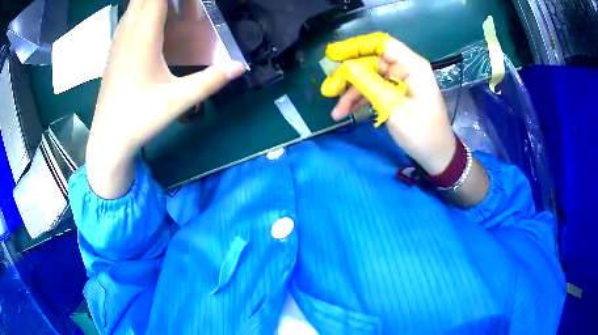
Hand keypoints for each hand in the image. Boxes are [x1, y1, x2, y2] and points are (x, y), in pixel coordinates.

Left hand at [86, 0, 244, 197]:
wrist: (108, 139)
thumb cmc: (139, 119)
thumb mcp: (178, 101)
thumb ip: (210, 80)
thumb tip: (240, 66)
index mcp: (143, 38)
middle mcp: (128, 33)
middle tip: (184, 3)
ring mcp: (118, 41)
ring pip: (133, 5)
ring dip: (151, 0)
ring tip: (172, 6)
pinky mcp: (115, 50)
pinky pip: (128, 17)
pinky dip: (142, 8)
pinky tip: (153, 16)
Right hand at [321, 32, 454, 174]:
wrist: (436, 155)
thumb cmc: (422, 133)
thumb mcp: (395, 109)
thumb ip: (371, 85)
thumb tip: (346, 67)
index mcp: (412, 66)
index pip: (382, 44)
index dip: (357, 46)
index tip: (333, 55)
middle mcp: (405, 69)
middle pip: (371, 62)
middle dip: (348, 75)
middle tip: (328, 90)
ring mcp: (398, 81)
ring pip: (368, 77)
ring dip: (350, 92)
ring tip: (336, 111)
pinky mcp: (393, 93)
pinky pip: (372, 89)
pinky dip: (359, 100)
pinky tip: (345, 112)